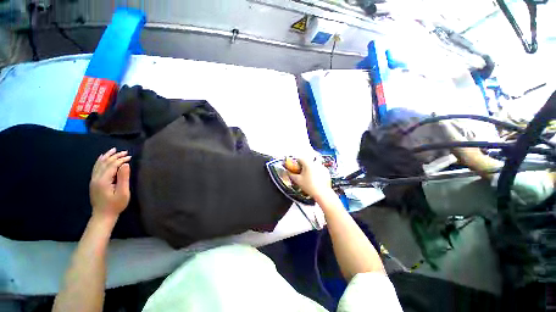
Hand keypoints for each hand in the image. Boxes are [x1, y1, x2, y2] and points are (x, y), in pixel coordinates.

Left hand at [90, 148, 131, 218]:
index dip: (121, 160)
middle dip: (115, 156)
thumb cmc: (116, 204)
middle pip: (105, 163)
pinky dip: (100, 161)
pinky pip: (96, 168)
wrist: (103, 215)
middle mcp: (96, 178)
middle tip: (125, 152)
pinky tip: (102, 158)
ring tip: (113, 150)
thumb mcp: (123, 192)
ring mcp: (93, 180)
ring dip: (107, 156)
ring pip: (99, 164)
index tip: (130, 157)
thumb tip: (125, 164)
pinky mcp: (94, 182)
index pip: (112, 165)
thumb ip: (124, 178)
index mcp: (103, 180)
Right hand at [286, 157, 331, 199]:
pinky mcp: (326, 172)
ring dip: (310, 168)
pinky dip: (316, 172)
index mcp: (308, 163)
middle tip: (301, 173)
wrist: (322, 193)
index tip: (295, 167)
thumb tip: (288, 172)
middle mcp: (316, 163)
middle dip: (303, 166)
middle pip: (307, 161)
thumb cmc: (309, 186)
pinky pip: (319, 169)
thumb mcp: (298, 180)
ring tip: (308, 177)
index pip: (300, 158)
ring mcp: (322, 167)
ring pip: (313, 165)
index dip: (296, 163)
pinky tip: (315, 179)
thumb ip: (291, 175)